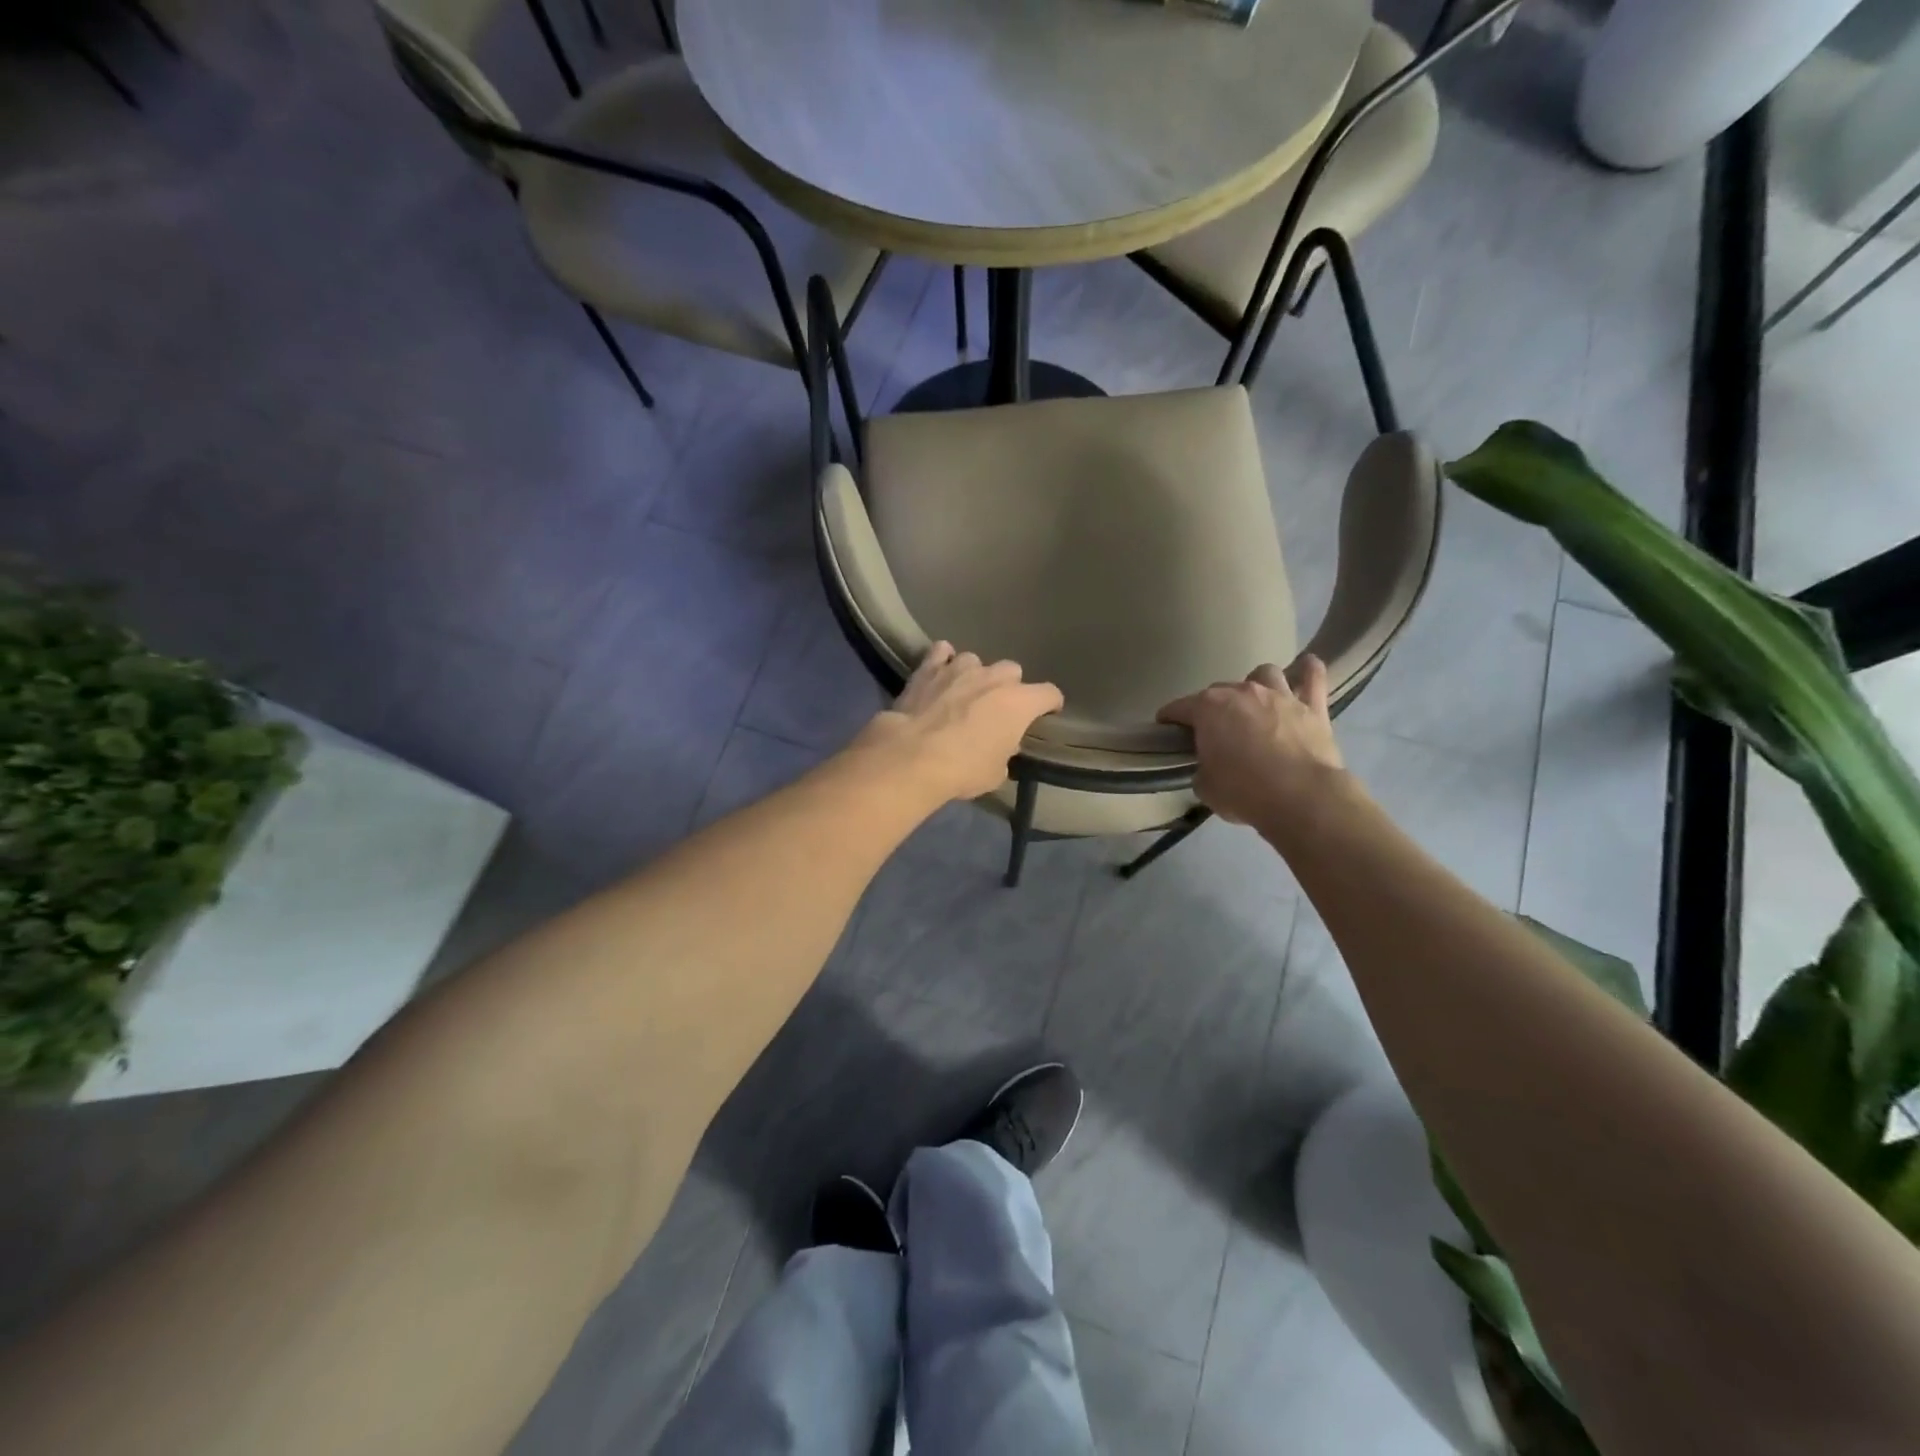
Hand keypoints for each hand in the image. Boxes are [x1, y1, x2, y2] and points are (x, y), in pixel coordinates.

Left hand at [854, 642, 1064, 802]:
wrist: (913, 756)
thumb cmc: (963, 769)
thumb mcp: (996, 772)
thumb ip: (1005, 751)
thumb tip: (1002, 743)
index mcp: (1019, 703)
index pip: (1049, 693)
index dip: (1050, 704)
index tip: (1047, 712)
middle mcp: (994, 677)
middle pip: (1012, 671)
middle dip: (1008, 687)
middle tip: (997, 707)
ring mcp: (960, 668)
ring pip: (976, 661)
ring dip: (974, 675)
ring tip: (964, 692)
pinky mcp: (928, 668)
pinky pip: (941, 653)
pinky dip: (942, 661)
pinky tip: (939, 672)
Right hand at [1157, 657, 1345, 825]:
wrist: (1302, 798)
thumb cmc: (1243, 792)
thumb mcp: (1206, 787)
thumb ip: (1203, 769)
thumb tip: (1210, 767)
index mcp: (1208, 709)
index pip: (1178, 707)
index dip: (1169, 718)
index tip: (1165, 729)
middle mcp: (1242, 692)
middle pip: (1218, 691)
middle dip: (1212, 707)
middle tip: (1213, 730)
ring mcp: (1279, 695)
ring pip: (1264, 673)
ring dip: (1256, 684)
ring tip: (1255, 702)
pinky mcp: (1312, 707)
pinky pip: (1312, 677)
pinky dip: (1308, 672)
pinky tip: (1306, 668)